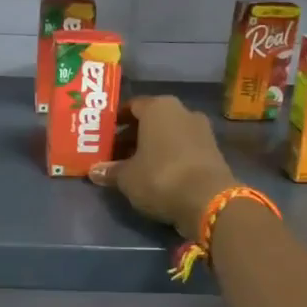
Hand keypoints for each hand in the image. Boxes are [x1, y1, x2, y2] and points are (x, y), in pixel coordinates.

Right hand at [90, 95, 238, 238]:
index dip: (116, 121)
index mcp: (158, 107)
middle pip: (151, 120)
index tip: (104, 136)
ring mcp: (201, 130)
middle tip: (115, 153)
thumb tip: (94, 171)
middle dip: (132, 136)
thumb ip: (110, 171)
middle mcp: (182, 111)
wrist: (208, 200)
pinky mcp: (213, 150)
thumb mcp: (126, 177)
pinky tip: (157, 175)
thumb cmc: (160, 177)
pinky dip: (169, 157)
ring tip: (134, 167)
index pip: (132, 106)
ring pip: (168, 134)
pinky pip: (183, 148)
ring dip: (152, 147)